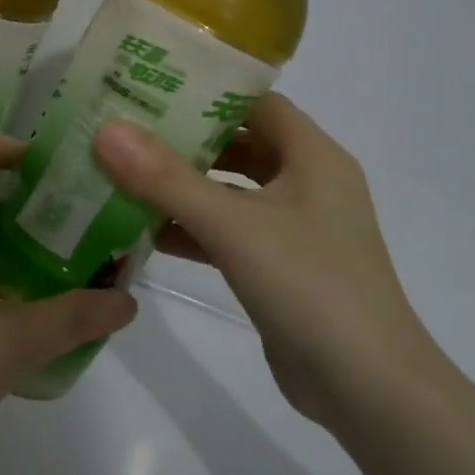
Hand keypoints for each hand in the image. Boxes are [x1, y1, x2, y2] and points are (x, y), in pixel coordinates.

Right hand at [93, 94, 446, 431]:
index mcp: (313, 157)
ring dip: (182, 187)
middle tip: (123, 131)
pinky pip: (228, 232)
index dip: (205, 90)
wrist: (367, 388)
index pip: (255, 102)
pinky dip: (191, 228)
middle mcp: (307, 184)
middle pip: (238, 145)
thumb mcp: (233, 225)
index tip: (147, 87)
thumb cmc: (310, 287)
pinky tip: (145, 233)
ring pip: (229, 192)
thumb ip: (166, 178)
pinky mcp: (279, 266)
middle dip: (183, 139)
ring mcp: (294, 228)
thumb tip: (107, 130)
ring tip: (121, 176)